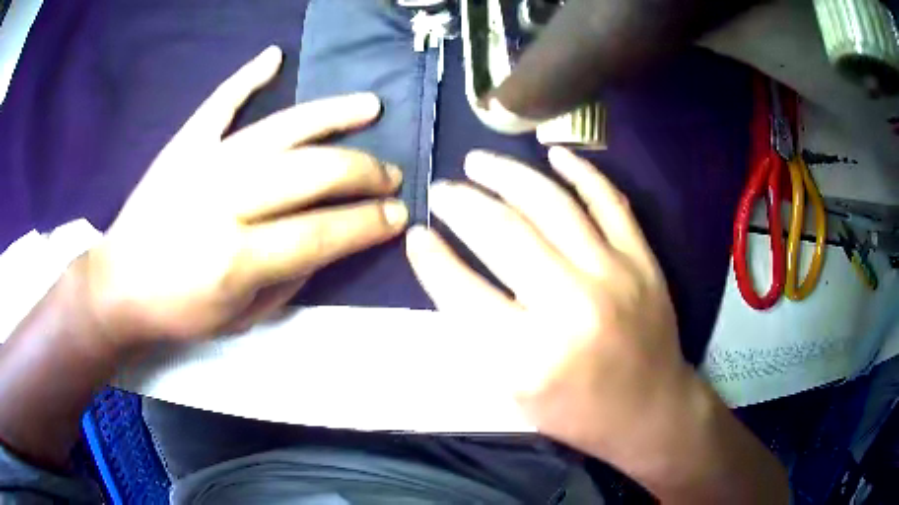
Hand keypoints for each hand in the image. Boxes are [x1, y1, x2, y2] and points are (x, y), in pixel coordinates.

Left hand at [85, 47, 407, 348]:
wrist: (119, 286)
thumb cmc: (180, 313)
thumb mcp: (243, 319)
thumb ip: (291, 278)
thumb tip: (331, 238)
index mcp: (237, 260)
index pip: (322, 232)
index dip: (368, 223)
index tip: (399, 214)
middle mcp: (224, 203)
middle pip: (311, 172)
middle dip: (363, 172)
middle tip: (390, 175)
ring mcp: (203, 164)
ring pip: (281, 129)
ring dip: (333, 116)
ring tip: (370, 107)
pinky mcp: (184, 144)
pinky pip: (220, 102)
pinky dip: (248, 76)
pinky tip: (275, 57)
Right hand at [406, 148, 693, 458]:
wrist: (650, 410)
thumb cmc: (577, 412)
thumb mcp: (514, 394)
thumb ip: (478, 334)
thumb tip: (445, 268)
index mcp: (530, 356)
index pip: (463, 291)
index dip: (431, 259)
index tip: (415, 233)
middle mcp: (572, 307)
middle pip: (503, 233)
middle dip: (461, 203)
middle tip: (441, 189)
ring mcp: (614, 274)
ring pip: (551, 203)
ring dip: (508, 174)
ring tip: (478, 160)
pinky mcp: (642, 259)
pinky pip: (608, 199)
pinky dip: (579, 171)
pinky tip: (551, 153)